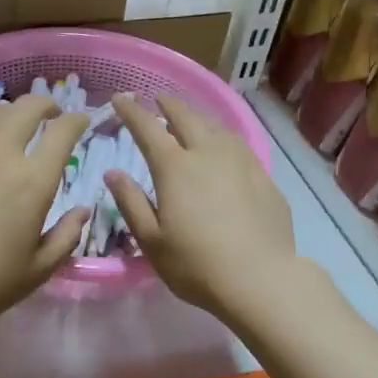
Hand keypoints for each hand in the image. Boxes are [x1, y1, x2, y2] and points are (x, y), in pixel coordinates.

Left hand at [0, 93, 89, 333]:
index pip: (62, 132)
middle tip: (51, 115)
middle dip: (46, 105)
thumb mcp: (39, 269)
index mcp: (33, 182)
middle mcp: (0, 155)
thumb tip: (82, 210)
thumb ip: (67, 235)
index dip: (77, 120)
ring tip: (13, 127)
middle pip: (27, 108)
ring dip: (11, 115)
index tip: (82, 121)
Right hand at [106, 93, 296, 320]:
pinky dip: (222, 137)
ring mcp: (241, 162)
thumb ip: (131, 202)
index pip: (147, 128)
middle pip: (186, 117)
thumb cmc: (196, 264)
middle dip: (168, 104)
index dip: (131, 111)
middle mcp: (208, 154)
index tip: (119, 98)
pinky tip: (224, 147)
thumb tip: (114, 173)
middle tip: (157, 99)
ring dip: (198, 117)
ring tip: (191, 119)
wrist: (261, 280)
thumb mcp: (151, 240)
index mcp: (175, 168)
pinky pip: (238, 145)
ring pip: (216, 127)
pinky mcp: (264, 177)